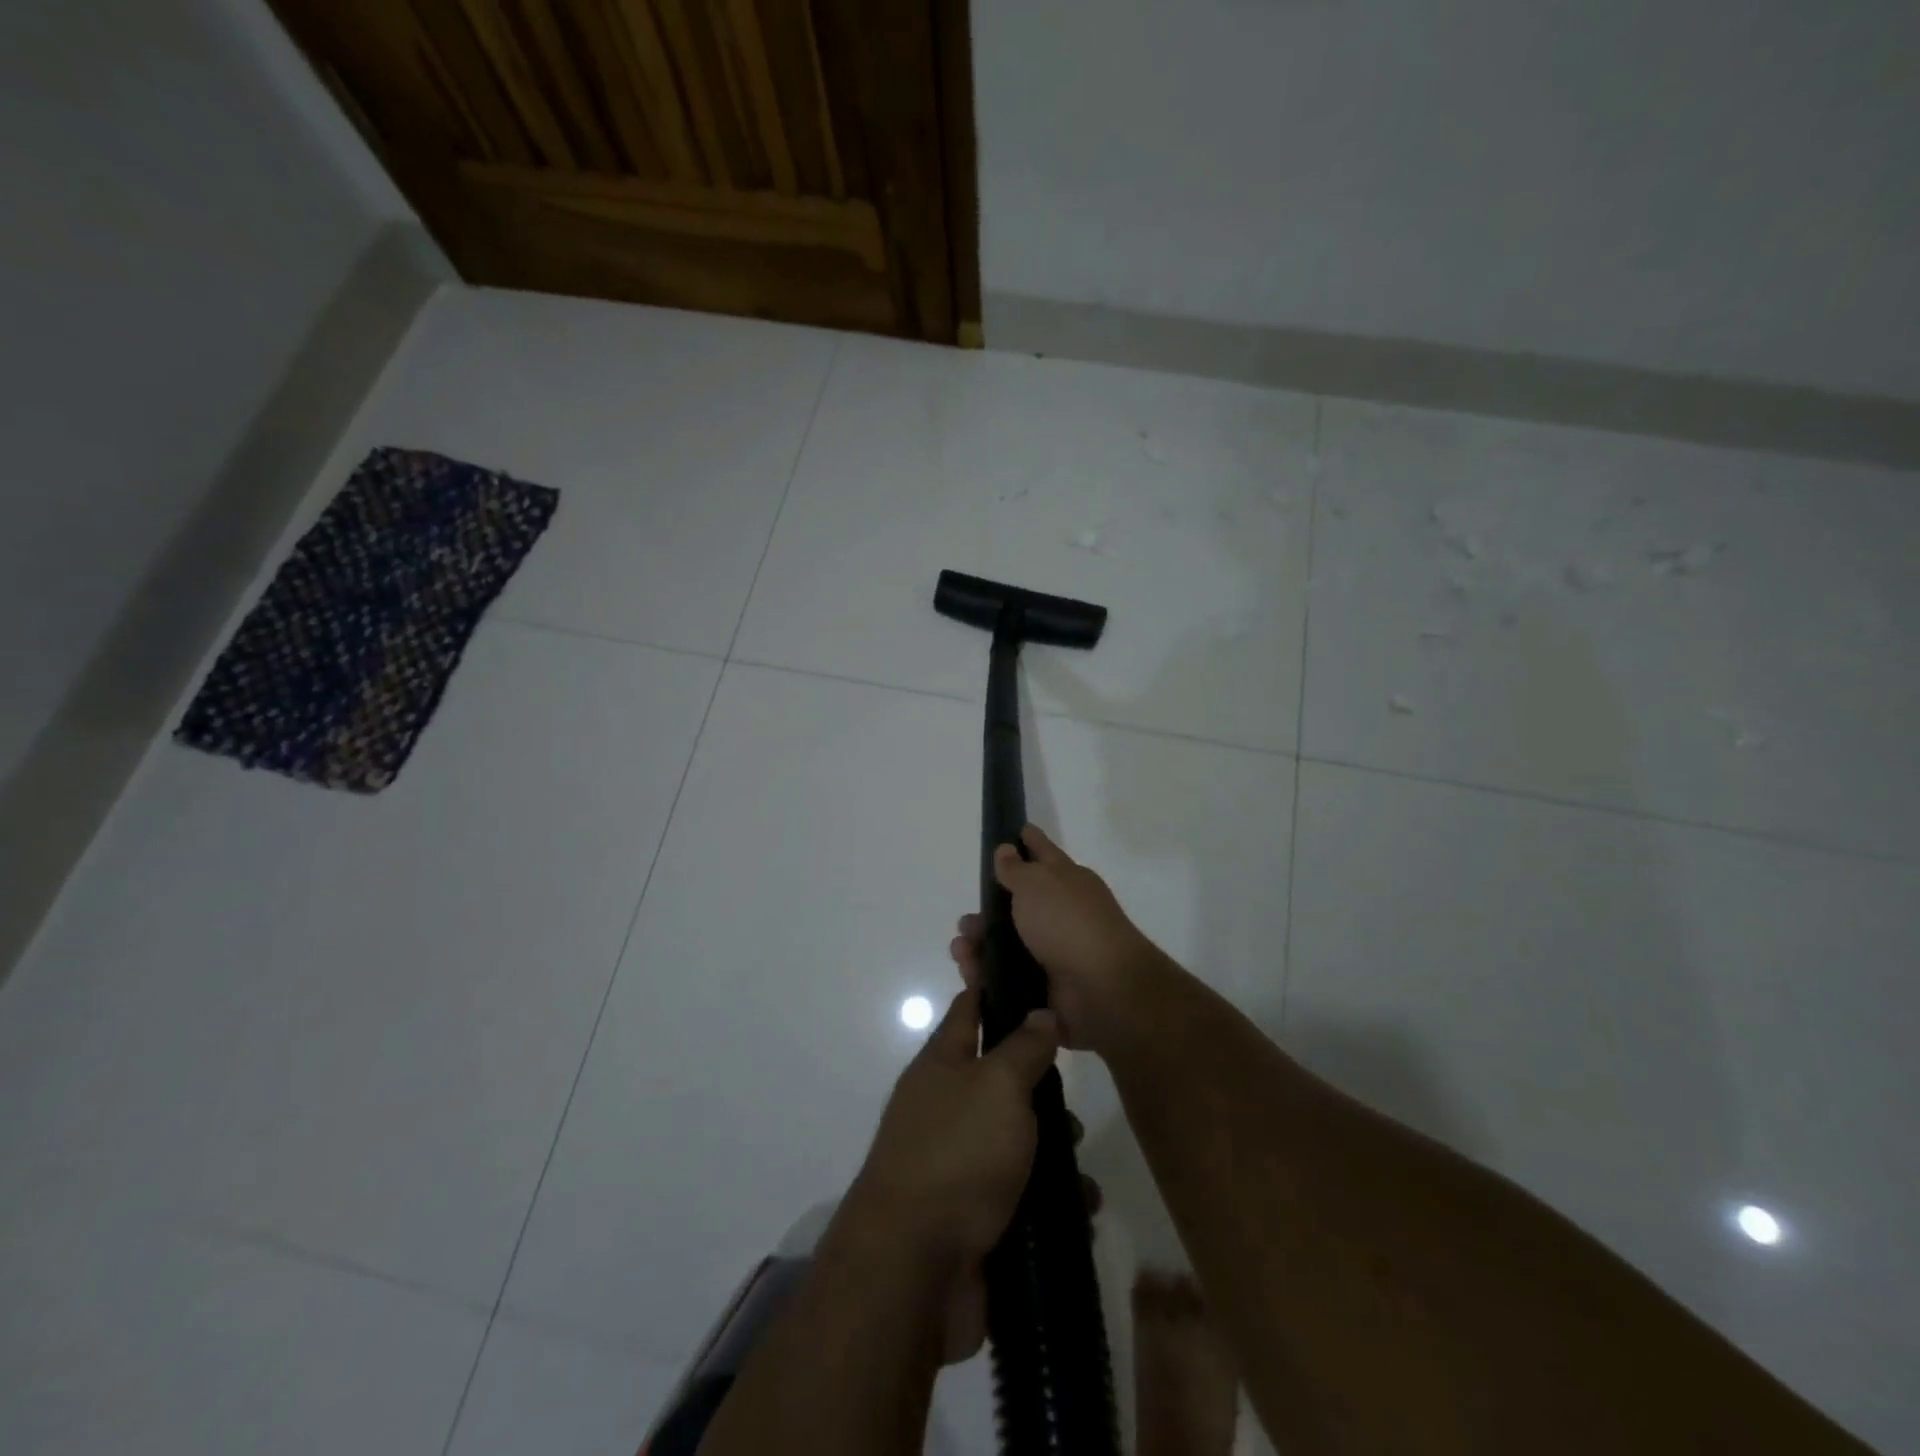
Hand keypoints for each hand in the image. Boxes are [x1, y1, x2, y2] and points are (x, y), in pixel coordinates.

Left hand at [839, 987, 1059, 1359]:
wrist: (914, 1268)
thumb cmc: (958, 1153)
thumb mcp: (999, 1084)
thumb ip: (1024, 1046)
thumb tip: (1040, 1011)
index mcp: (942, 1065)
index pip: (969, 1010)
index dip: (995, 989)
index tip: (1031, 977)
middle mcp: (945, 1107)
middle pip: (1001, 1080)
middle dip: (1043, 1092)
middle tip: (1073, 1106)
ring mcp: (956, 1163)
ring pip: (1016, 1141)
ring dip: (1054, 1153)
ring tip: (1080, 1171)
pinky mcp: (972, 1215)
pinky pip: (1021, 1194)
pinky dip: (1050, 1200)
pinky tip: (1078, 1209)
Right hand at [949, 824, 1162, 1052]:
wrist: (1101, 988)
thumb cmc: (1068, 922)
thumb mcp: (1037, 883)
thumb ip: (1016, 868)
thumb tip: (1006, 849)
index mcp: (1067, 881)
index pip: (1043, 852)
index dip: (1027, 841)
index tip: (1013, 831)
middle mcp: (1062, 913)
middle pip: (1017, 905)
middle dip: (987, 911)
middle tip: (965, 922)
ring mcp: (1055, 952)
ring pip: (1007, 944)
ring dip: (980, 945)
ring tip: (961, 950)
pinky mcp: (1045, 986)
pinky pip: (1007, 977)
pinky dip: (986, 975)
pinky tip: (971, 974)